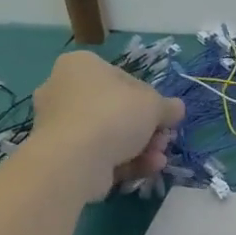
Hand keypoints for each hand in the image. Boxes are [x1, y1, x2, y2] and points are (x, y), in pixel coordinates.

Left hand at [27, 51, 184, 202]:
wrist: (74, 159)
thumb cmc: (114, 114)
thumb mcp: (154, 104)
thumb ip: (168, 106)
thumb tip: (176, 109)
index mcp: (80, 66)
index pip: (122, 78)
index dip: (148, 98)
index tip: (163, 115)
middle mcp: (63, 91)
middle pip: (116, 109)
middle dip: (146, 128)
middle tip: (164, 139)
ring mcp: (59, 126)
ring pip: (109, 135)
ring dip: (141, 147)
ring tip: (159, 159)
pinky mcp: (60, 156)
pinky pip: (99, 154)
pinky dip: (125, 161)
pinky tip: (148, 169)